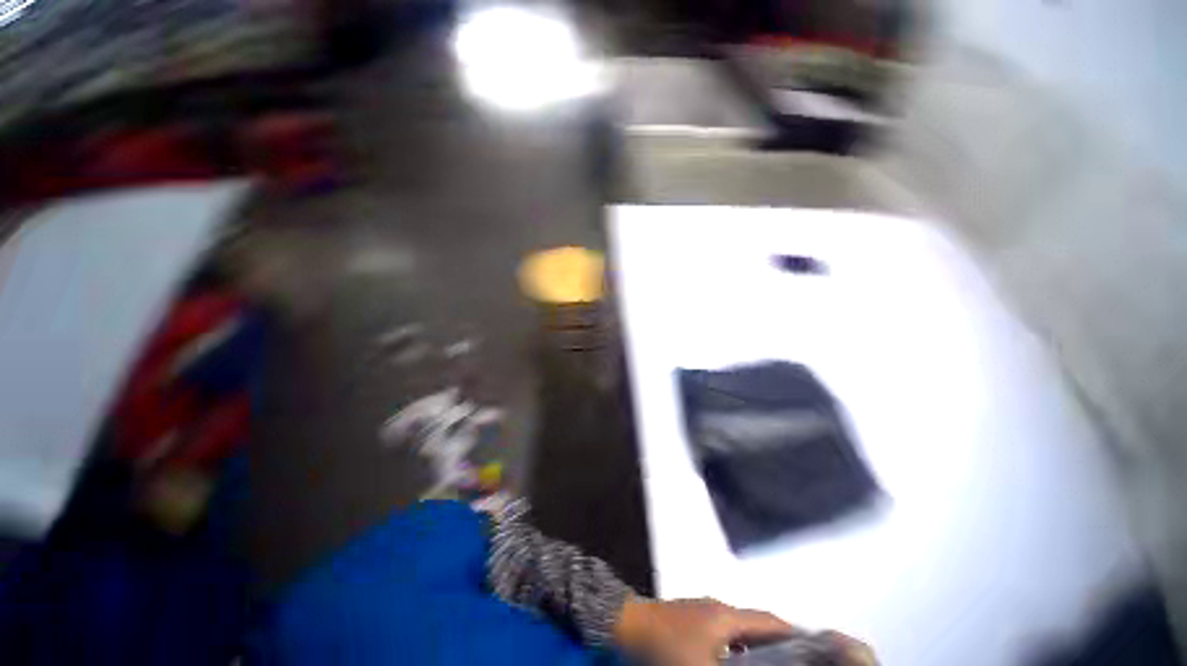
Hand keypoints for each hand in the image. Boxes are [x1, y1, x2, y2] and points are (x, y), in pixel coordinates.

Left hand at [613, 597, 794, 665]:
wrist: (624, 625)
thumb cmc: (666, 647)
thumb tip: (752, 665)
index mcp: (726, 616)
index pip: (770, 622)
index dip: (795, 636)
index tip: (813, 651)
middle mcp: (717, 608)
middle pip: (756, 625)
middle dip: (776, 645)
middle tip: (793, 661)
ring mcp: (700, 612)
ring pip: (737, 630)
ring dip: (754, 649)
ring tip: (768, 665)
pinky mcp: (687, 619)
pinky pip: (720, 634)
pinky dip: (733, 649)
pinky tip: (731, 664)